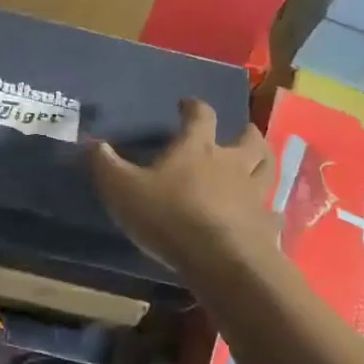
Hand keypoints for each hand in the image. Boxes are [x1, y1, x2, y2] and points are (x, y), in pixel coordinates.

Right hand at [90, 98, 278, 273]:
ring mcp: (254, 194)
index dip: (194, 107)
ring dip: (264, 161)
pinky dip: (268, 211)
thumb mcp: (122, 188)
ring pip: (267, 169)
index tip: (186, 104)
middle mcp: (231, 163)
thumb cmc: (168, 216)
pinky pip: (271, 213)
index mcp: (197, 148)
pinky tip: (264, 216)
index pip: (201, 115)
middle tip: (241, 131)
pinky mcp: (265, 225)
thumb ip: (105, 165)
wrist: (220, 259)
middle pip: (248, 139)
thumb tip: (92, 143)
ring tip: (259, 161)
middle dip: (244, 132)